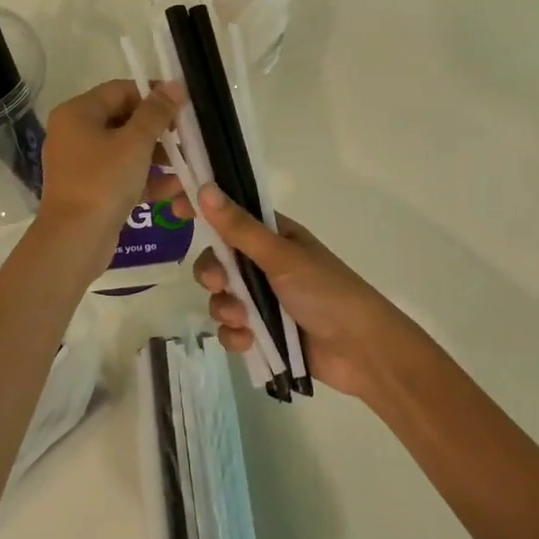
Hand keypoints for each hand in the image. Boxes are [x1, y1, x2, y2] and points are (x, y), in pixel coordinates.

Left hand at [36, 80, 183, 248]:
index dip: (153, 95)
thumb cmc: (103, 181)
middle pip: (124, 120)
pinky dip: (146, 179)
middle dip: (159, 130)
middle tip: (188, 137)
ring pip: (126, 150)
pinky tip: (176, 189)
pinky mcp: (91, 189)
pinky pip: (122, 174)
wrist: (75, 240)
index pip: (120, 90)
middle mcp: (75, 133)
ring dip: (158, 157)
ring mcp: (81, 163)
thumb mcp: (135, 143)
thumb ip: (157, 112)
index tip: (183, 106)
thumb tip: (175, 85)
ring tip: (189, 165)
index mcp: (77, 113)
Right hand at [193, 184, 428, 401]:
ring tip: (244, 320)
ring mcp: (263, 299)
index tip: (176, 209)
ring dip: (225, 308)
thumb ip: (239, 228)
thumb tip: (205, 188)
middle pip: (217, 260)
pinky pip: (231, 329)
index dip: (204, 211)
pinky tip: (249, 341)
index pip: (230, 215)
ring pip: (221, 297)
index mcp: (273, 236)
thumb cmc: (326, 291)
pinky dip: (235, 335)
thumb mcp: (281, 256)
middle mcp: (265, 264)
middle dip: (212, 273)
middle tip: (218, 282)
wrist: (362, 351)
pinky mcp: (264, 333)